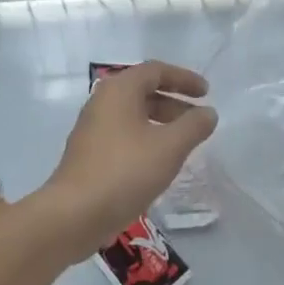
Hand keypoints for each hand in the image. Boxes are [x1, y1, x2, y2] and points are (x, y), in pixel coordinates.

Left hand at [32, 61, 217, 262]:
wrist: (74, 214)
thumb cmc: (125, 171)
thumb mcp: (169, 147)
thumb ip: (193, 126)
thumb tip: (208, 113)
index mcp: (119, 90)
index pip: (156, 71)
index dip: (184, 78)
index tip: (207, 92)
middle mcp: (102, 101)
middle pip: (144, 91)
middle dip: (174, 103)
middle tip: (199, 120)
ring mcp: (92, 127)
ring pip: (134, 114)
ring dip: (161, 122)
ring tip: (184, 143)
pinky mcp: (89, 152)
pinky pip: (124, 134)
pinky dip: (146, 138)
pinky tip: (159, 161)